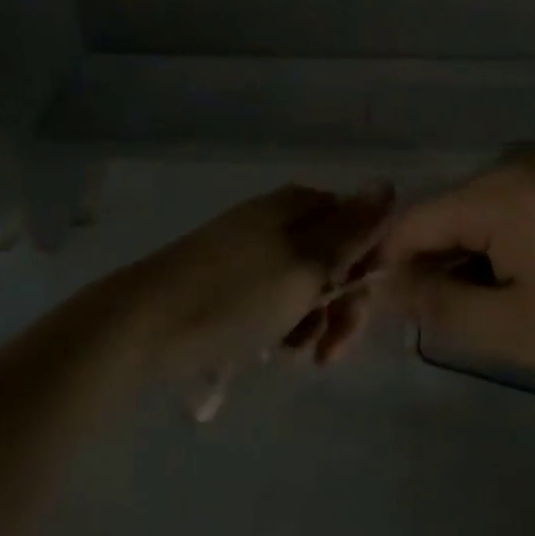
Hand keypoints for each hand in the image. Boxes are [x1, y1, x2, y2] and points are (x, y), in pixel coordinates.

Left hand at [113, 184, 392, 389]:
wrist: (145, 323)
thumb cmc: (236, 294)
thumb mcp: (306, 263)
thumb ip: (352, 229)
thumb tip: (389, 184)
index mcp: (300, 205)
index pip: (359, 227)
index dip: (367, 270)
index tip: (357, 310)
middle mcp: (279, 217)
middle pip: (334, 257)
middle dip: (339, 304)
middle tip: (328, 351)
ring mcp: (252, 247)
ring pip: (307, 282)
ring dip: (313, 319)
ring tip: (294, 351)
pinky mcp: (231, 277)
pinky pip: (276, 295)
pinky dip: (283, 321)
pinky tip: (272, 347)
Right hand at [379, 154, 534, 377]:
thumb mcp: (513, 327)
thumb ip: (442, 307)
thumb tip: (392, 287)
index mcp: (491, 195)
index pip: (413, 222)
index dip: (393, 264)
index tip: (394, 309)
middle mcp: (512, 168)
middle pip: (448, 214)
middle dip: (438, 263)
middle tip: (454, 318)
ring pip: (483, 211)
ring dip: (474, 255)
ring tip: (499, 303)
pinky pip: (517, 206)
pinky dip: (507, 240)